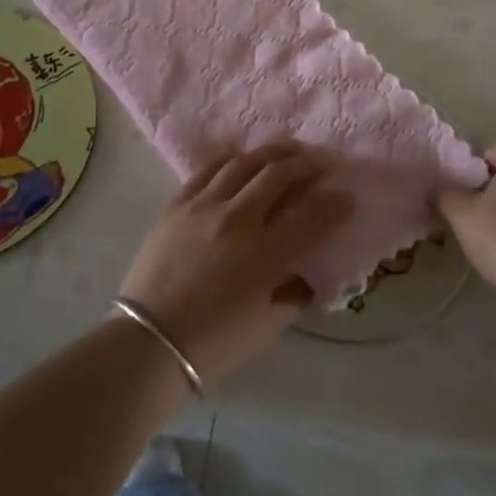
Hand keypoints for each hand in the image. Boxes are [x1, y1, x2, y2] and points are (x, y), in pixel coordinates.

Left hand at [118, 144, 352, 385]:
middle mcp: (238, 219)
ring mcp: (205, 206)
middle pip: (279, 175)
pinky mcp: (178, 204)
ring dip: (271, 154)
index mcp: (265, 254)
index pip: (311, 216)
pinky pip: (207, 170)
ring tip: (286, 152)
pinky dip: (229, 160)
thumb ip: (294, 293)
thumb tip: (310, 272)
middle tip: (318, 164)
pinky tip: (240, 158)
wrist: (148, 342)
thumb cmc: (213, 343)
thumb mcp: (266, 326)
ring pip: (244, 163)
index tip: (347, 196)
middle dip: (305, 165)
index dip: (334, 204)